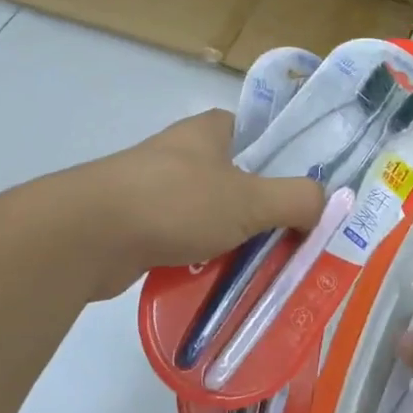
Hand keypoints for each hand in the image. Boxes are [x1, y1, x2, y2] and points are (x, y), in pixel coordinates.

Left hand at [79, 110, 325, 298]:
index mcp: (210, 130)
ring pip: (212, 215)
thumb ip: (297, 199)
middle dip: (263, 211)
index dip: (286, 161)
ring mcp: (156, 189)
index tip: (306, 194)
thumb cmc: (176, 202)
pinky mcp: (138, 225)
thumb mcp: (251, 199)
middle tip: (293, 241)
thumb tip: (324, 205)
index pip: (259, 135)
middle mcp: (183, 153)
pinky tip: (219, 282)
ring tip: (262, 269)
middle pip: (239, 180)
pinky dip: (202, 260)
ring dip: (233, 240)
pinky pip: (185, 241)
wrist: (88, 236)